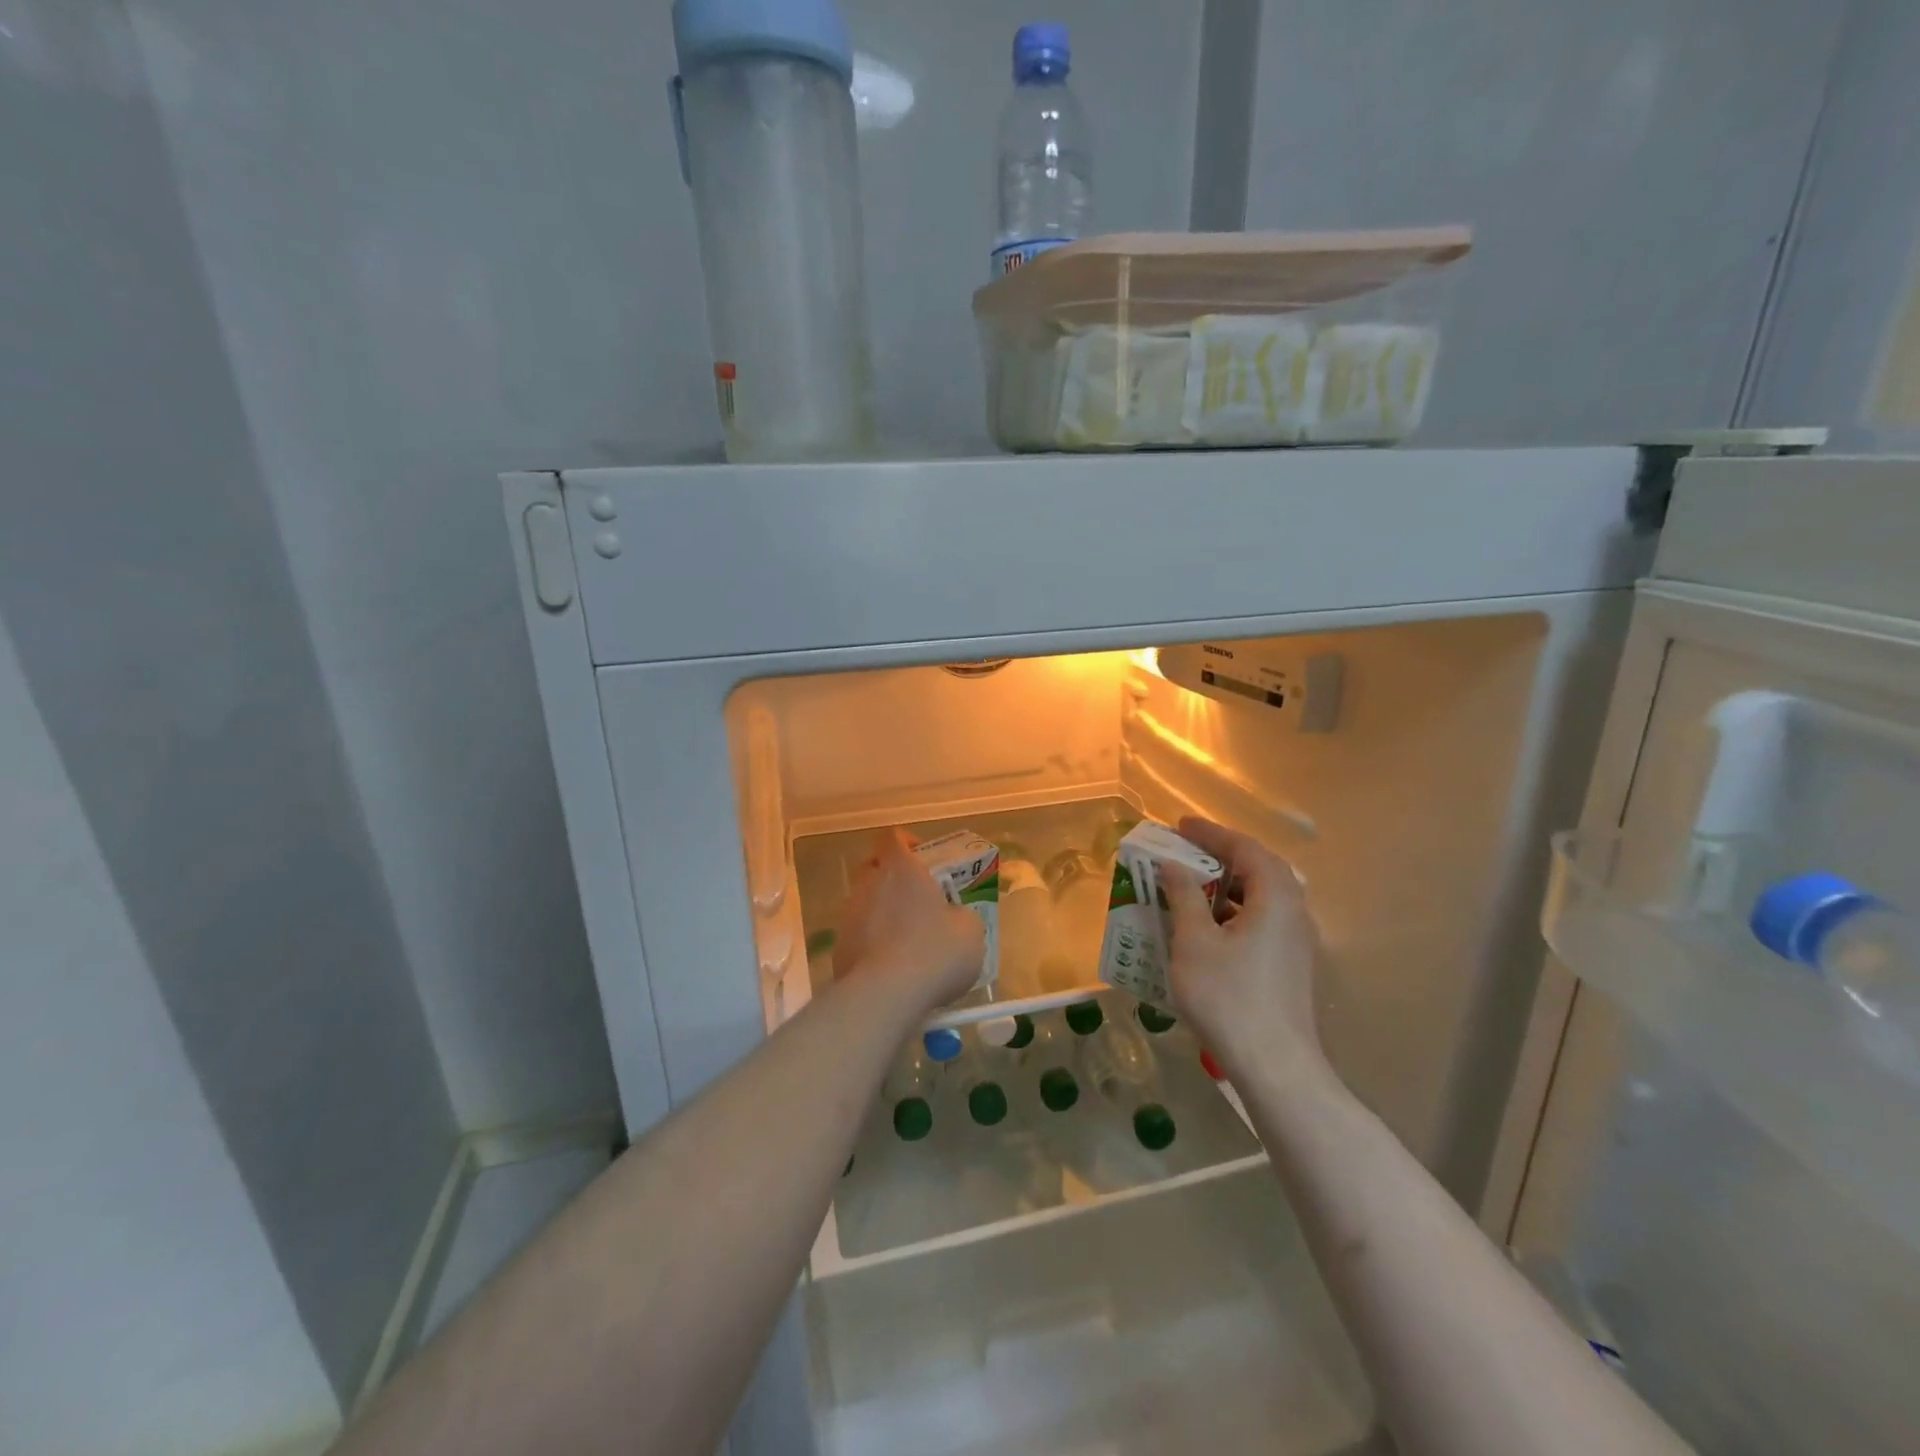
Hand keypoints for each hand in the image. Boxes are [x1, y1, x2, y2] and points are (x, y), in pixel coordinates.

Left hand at [836, 829, 985, 1016]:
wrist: (885, 996)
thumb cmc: (934, 951)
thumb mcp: (970, 930)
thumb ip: (960, 915)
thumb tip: (953, 918)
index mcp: (899, 869)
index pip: (892, 837)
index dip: (906, 842)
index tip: (922, 857)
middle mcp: (868, 885)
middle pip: (872, 867)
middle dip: (891, 876)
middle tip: (917, 897)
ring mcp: (849, 917)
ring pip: (864, 903)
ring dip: (883, 913)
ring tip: (907, 939)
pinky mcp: (839, 949)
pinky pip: (859, 936)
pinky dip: (873, 943)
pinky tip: (893, 967)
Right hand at [1161, 816, 1325, 1082]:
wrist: (1274, 1066)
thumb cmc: (1228, 996)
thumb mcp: (1194, 941)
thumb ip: (1184, 896)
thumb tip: (1174, 866)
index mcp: (1276, 897)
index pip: (1245, 848)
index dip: (1211, 833)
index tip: (1179, 826)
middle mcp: (1295, 913)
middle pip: (1259, 869)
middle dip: (1220, 856)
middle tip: (1185, 851)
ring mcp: (1297, 943)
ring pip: (1262, 898)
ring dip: (1226, 886)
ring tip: (1191, 886)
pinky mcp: (1291, 967)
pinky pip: (1262, 922)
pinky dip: (1233, 912)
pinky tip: (1208, 929)